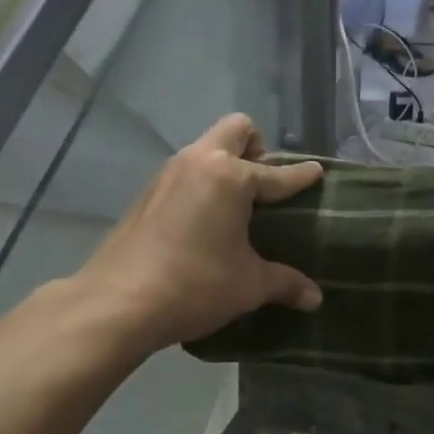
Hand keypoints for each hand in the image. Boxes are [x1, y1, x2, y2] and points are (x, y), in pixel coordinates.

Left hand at [76, 114, 324, 350]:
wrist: (116, 304)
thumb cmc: (193, 286)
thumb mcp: (248, 285)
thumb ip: (284, 283)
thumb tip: (315, 298)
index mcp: (230, 177)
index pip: (277, 174)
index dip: (300, 176)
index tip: (316, 172)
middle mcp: (199, 162)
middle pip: (236, 129)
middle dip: (257, 149)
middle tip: (265, 186)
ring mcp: (168, 174)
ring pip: (206, 148)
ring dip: (226, 164)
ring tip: (238, 205)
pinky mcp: (147, 193)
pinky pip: (186, 171)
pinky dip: (203, 183)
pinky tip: (204, 221)